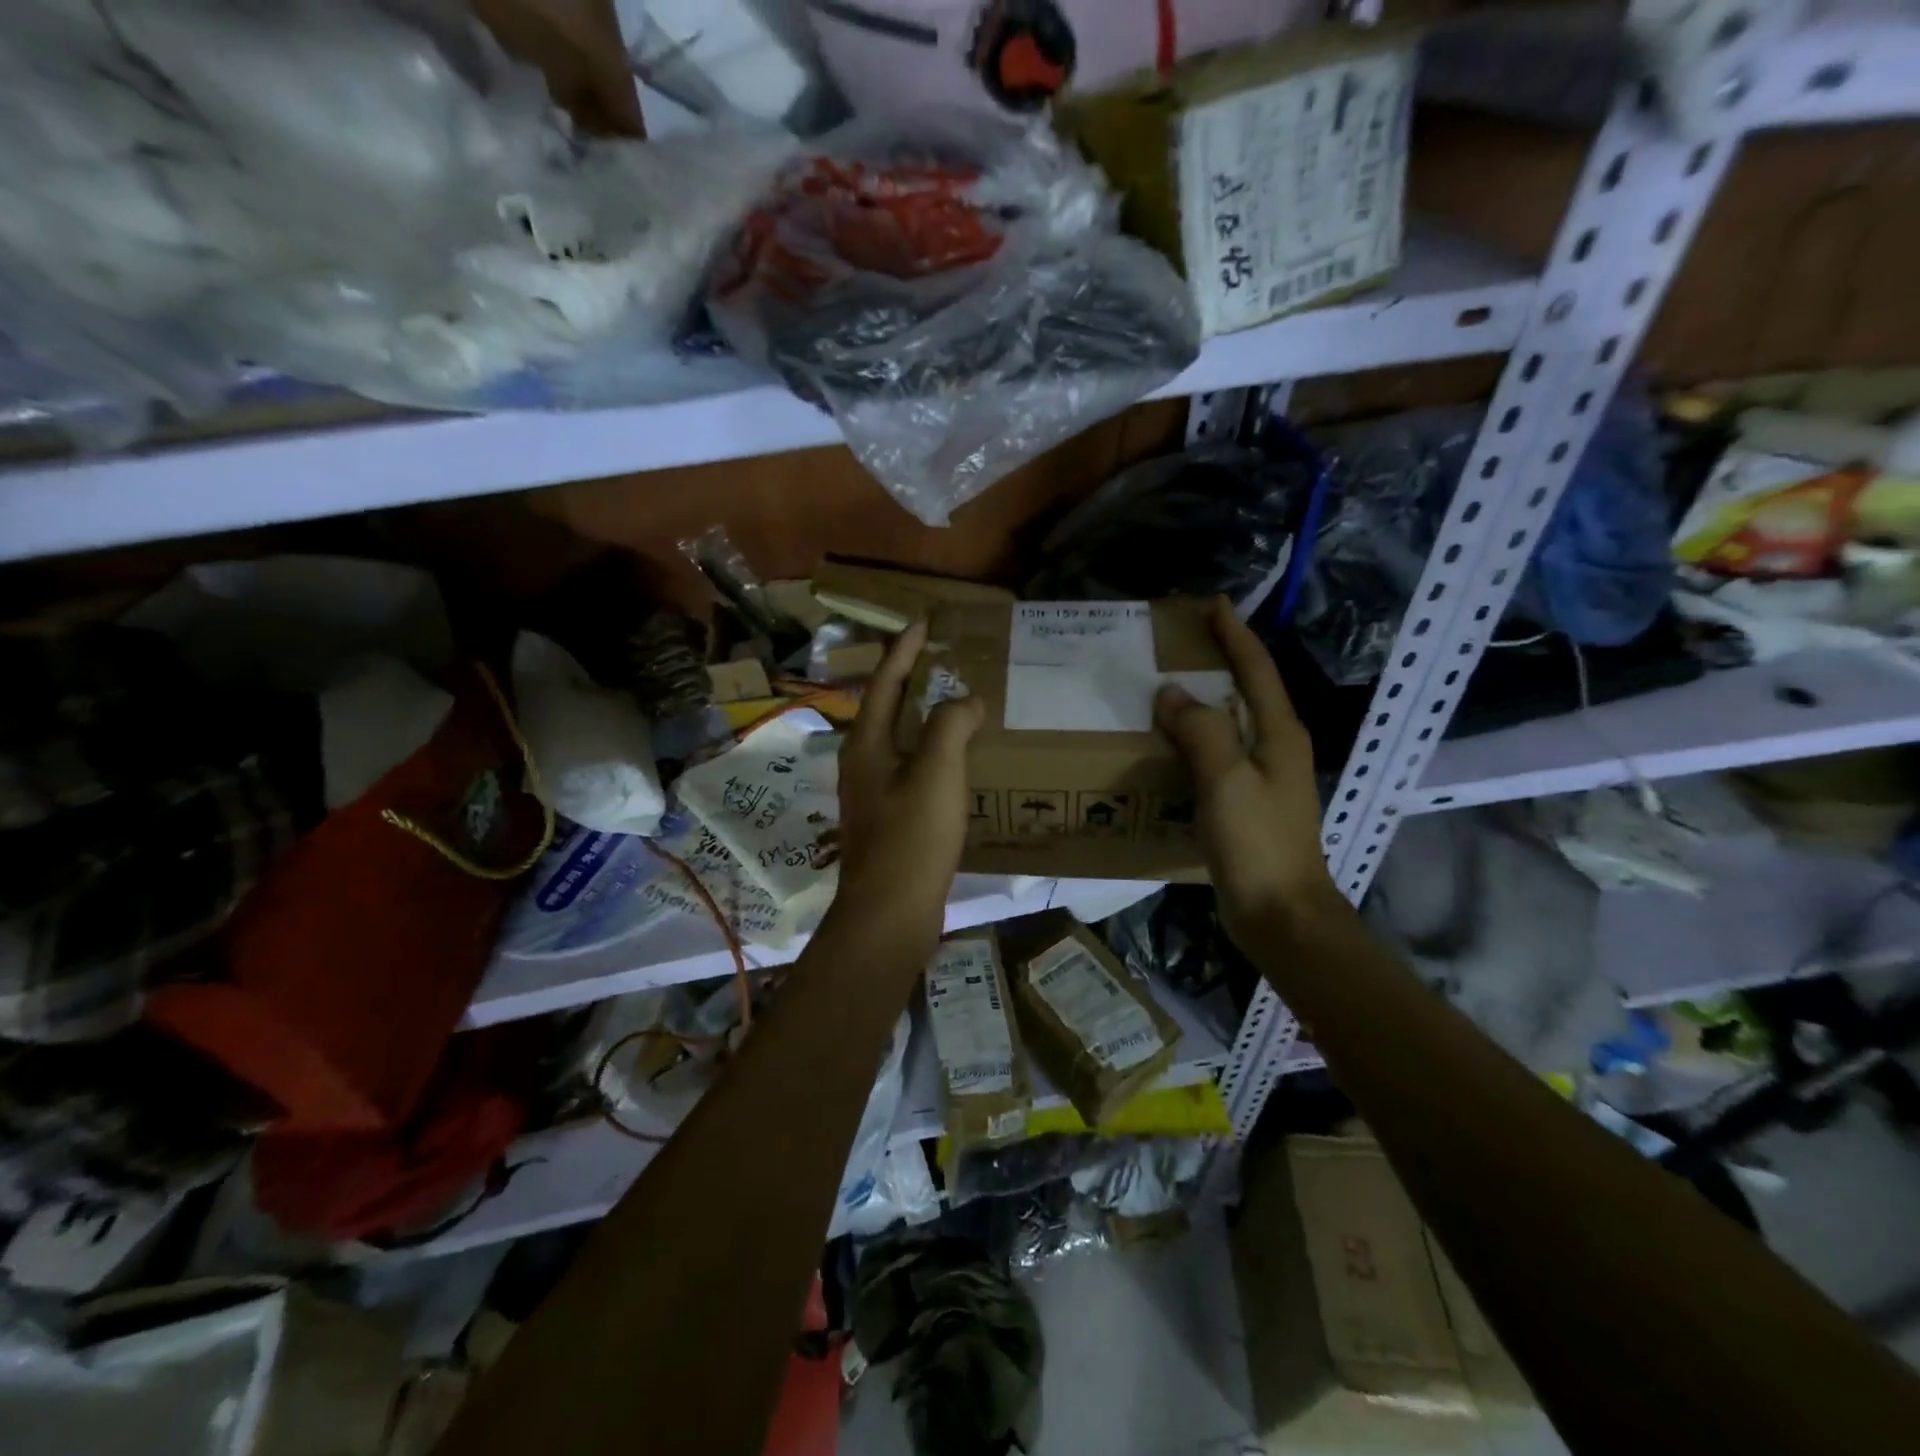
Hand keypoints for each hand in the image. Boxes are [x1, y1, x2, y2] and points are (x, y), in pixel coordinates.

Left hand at [831, 621, 985, 950]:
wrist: (890, 914)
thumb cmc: (911, 839)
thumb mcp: (936, 773)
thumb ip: (950, 727)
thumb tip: (965, 699)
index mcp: (866, 744)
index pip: (884, 682)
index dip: (903, 650)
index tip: (923, 622)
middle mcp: (862, 763)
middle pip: (885, 708)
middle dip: (910, 679)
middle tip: (940, 656)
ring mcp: (872, 794)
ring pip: (897, 740)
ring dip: (921, 716)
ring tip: (953, 701)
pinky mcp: (888, 819)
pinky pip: (910, 768)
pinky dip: (930, 751)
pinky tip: (954, 760)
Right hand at [1154, 597, 1338, 944]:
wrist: (1280, 914)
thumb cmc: (1258, 844)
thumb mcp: (1227, 782)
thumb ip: (1201, 732)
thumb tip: (1171, 693)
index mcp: (1278, 733)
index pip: (1256, 669)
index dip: (1235, 634)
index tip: (1212, 604)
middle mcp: (1275, 747)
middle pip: (1247, 690)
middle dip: (1218, 660)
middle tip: (1177, 642)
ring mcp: (1262, 777)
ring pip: (1230, 722)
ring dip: (1202, 699)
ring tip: (1164, 685)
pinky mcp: (1245, 802)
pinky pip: (1217, 754)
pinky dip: (1194, 737)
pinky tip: (1166, 743)